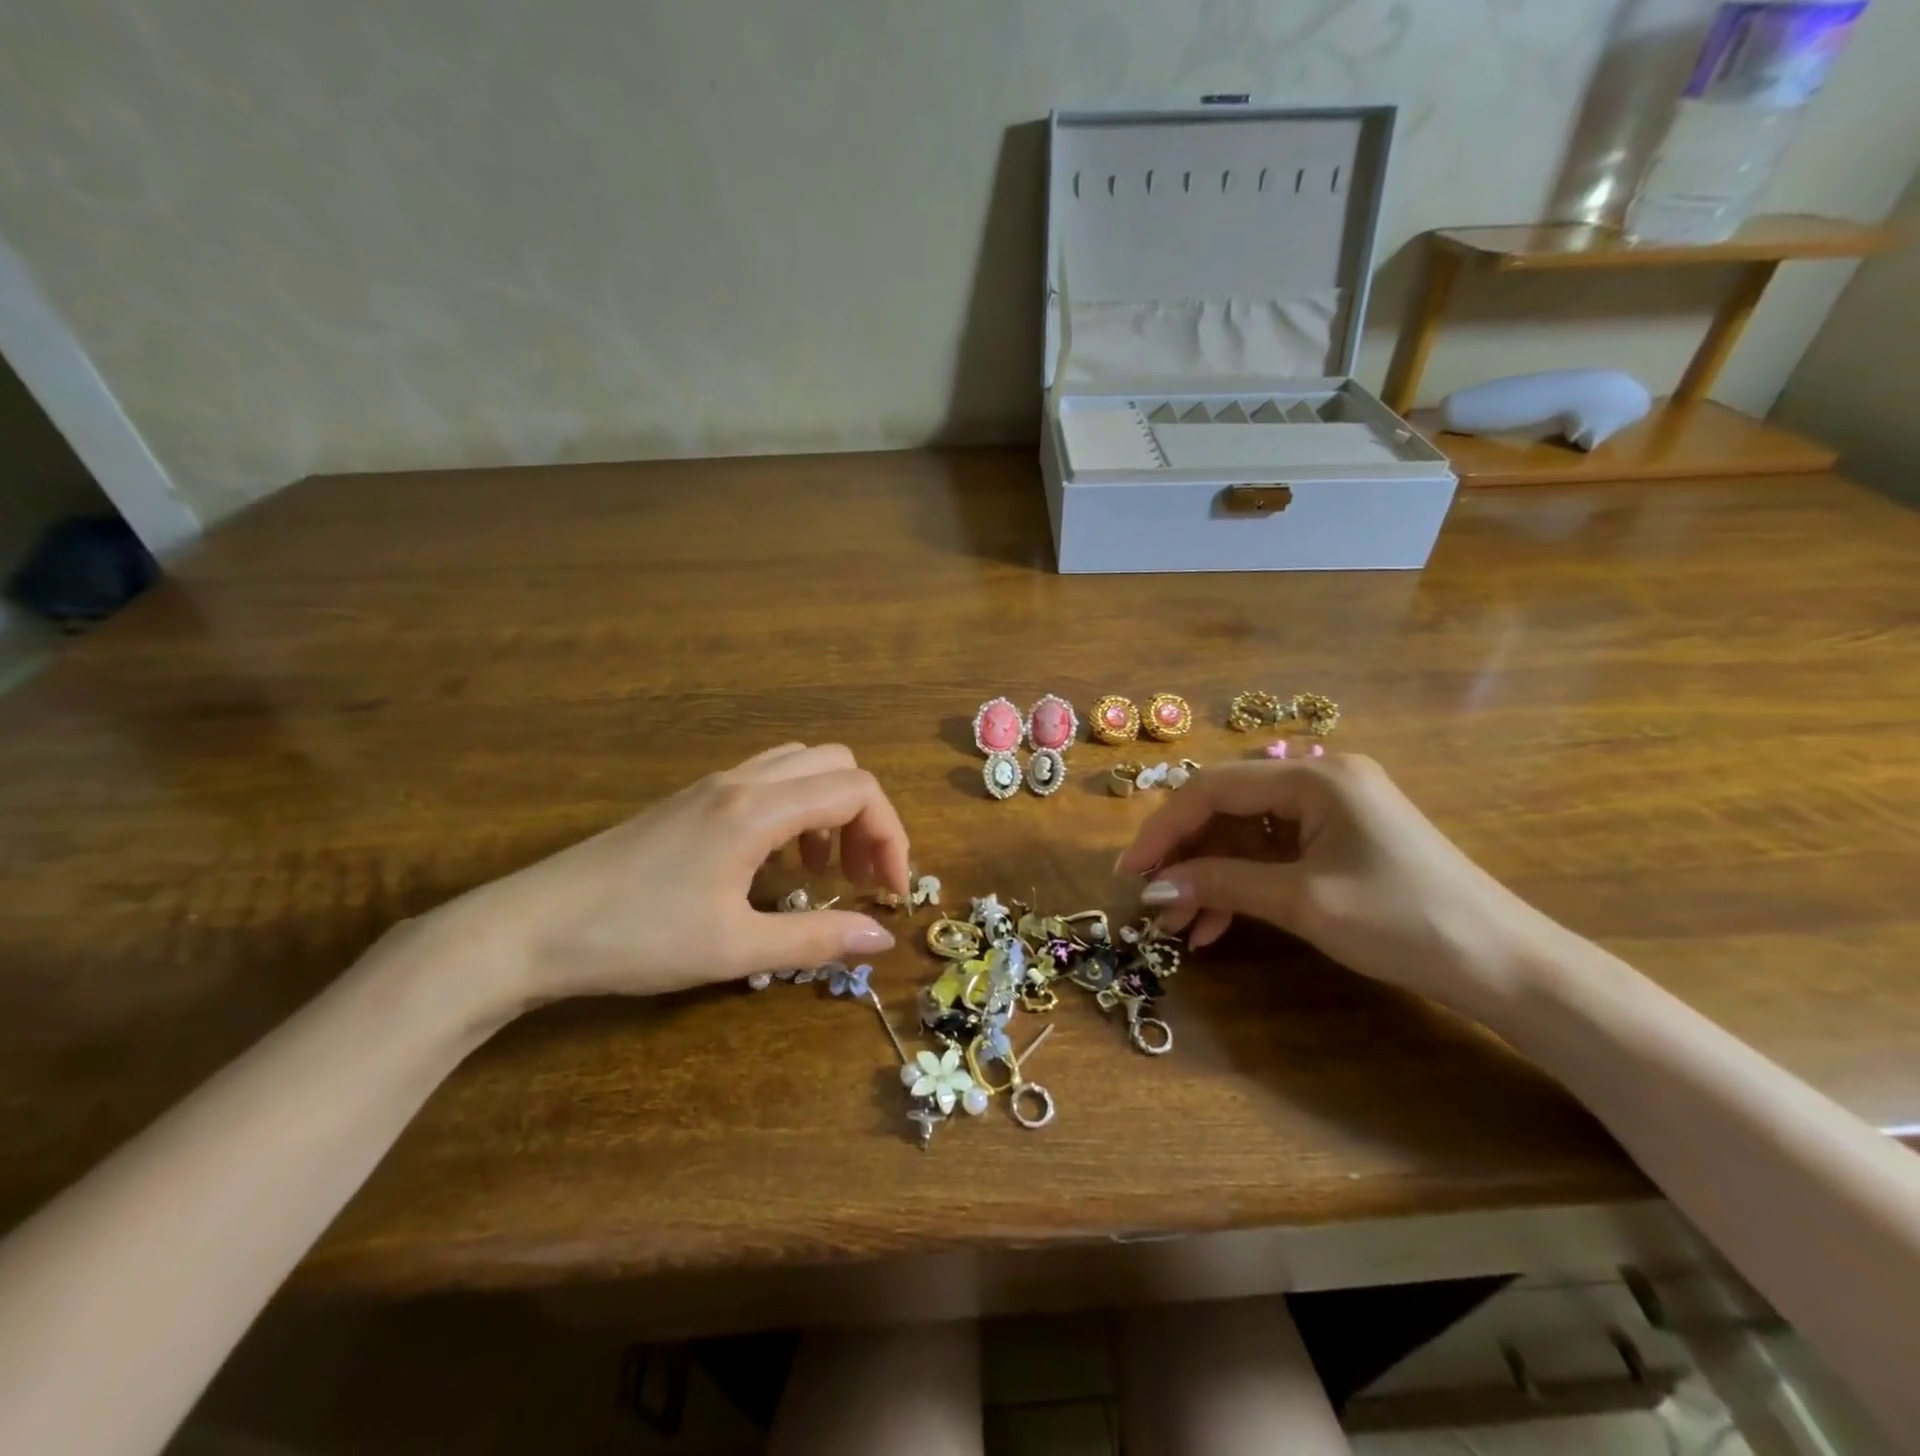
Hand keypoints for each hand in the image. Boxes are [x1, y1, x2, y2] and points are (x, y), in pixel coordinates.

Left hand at [423, 743, 910, 1017]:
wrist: (529, 928)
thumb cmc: (636, 938)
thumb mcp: (734, 949)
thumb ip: (816, 940)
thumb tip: (881, 938)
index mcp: (757, 809)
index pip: (857, 790)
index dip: (890, 835)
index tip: (891, 890)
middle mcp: (741, 781)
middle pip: (836, 765)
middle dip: (866, 817)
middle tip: (862, 876)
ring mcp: (712, 786)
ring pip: (800, 767)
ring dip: (829, 810)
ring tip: (822, 871)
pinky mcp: (691, 801)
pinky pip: (766, 783)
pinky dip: (794, 811)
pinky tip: (774, 864)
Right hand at [1115, 755, 1560, 1017]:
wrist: (1507, 967)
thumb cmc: (1404, 922)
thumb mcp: (1302, 901)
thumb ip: (1221, 884)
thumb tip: (1153, 888)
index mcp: (1314, 777)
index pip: (1213, 789)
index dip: (1164, 829)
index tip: (1131, 872)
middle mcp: (1319, 780)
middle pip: (1227, 809)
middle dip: (1187, 857)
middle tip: (1155, 903)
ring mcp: (1331, 811)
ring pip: (1246, 836)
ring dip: (1210, 877)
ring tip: (1182, 926)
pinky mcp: (1340, 842)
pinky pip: (1273, 854)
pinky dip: (1243, 885)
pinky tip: (1218, 924)